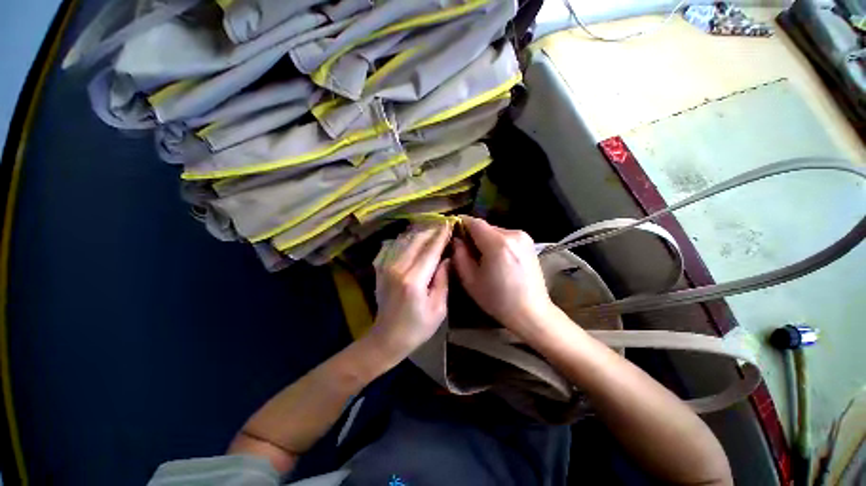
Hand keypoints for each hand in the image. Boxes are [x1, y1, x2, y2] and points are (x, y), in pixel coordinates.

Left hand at [368, 222, 451, 358]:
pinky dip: (407, 239)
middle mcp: (398, 268)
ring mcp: (386, 267)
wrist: (386, 338)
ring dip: (419, 233)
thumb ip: (443, 281)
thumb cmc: (416, 328)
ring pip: (405, 240)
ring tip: (432, 228)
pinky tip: (415, 238)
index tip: (449, 224)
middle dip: (431, 230)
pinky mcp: (381, 269)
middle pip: (416, 241)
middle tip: (443, 224)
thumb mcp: (438, 309)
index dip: (441, 236)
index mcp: (414, 280)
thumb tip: (446, 259)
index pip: (430, 251)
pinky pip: (395, 247)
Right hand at [452, 216, 555, 331]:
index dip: (461, 224)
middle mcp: (513, 234)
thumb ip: (459, 255)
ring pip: (495, 231)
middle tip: (466, 250)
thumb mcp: (470, 280)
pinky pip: (505, 236)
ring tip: (482, 257)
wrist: (532, 311)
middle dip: (473, 235)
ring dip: (485, 239)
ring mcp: (524, 237)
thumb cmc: (497, 300)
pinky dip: (496, 243)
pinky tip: (496, 259)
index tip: (453, 231)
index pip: (474, 222)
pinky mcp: (529, 242)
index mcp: (497, 244)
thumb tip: (457, 239)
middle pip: (485, 226)